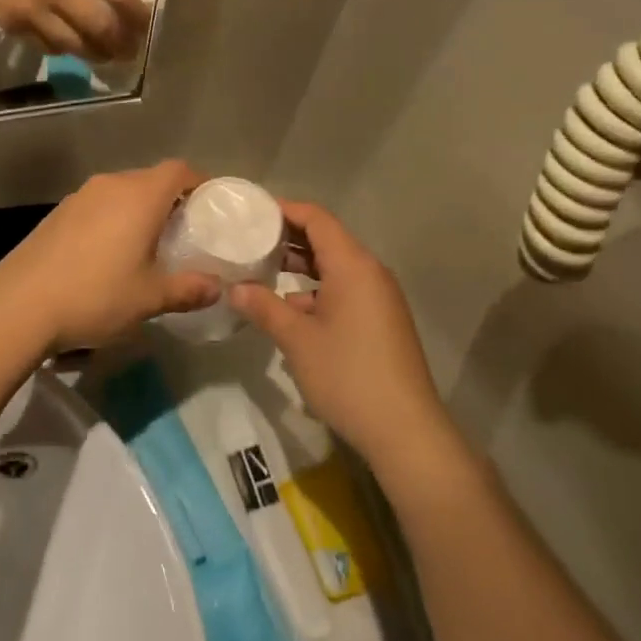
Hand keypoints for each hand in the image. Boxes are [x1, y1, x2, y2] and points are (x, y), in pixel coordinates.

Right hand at [0, 0, 148, 59]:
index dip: (137, 14)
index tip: (147, 25)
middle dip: (121, 44)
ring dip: (93, 53)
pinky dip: (62, 48)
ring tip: (106, 56)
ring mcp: (30, 10)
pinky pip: (44, 45)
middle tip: (132, 52)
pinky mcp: (8, 24)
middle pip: (99, 27)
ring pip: (73, 45)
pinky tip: (70, 47)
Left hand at [0, 160, 220, 351]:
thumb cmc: (94, 295)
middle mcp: (110, 185)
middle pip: (151, 179)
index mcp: (139, 196)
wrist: (18, 305)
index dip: (200, 182)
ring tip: (149, 245)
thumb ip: (188, 289)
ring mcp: (79, 196)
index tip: (212, 206)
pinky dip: (113, 219)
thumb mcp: (149, 298)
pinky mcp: (58, 213)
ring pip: (122, 192)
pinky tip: (110, 254)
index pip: (179, 170)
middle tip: (185, 232)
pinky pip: (98, 205)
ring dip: (139, 210)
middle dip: (172, 200)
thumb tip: (218, 287)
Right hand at [230, 202, 451, 472]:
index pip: (317, 218)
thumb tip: (235, 288)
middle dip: (289, 237)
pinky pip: (346, 289)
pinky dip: (317, 289)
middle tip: (250, 240)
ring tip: (263, 270)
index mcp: (353, 265)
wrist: (405, 430)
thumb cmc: (347, 375)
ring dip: (302, 266)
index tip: (252, 212)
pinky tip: (290, 308)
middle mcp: (370, 272)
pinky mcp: (382, 320)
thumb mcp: (297, 340)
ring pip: (336, 266)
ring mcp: (380, 297)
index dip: (284, 210)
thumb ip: (264, 307)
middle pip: (327, 239)